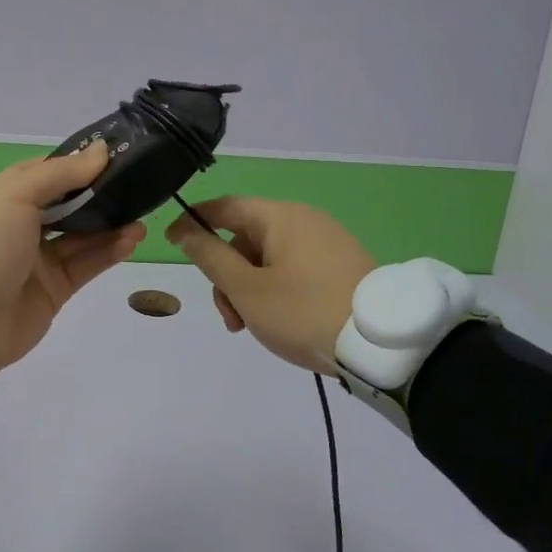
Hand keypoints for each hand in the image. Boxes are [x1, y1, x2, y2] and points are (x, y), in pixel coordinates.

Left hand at [0, 141, 145, 375]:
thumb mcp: (18, 193)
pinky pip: (89, 264)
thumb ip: (63, 172)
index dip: (85, 164)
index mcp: (13, 195)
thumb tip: (102, 151)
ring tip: (142, 216)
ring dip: (114, 224)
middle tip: (139, 186)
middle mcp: (28, 223)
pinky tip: (133, 239)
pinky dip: (111, 251)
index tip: (120, 155)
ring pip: (86, 235)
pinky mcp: (58, 287)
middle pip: (74, 203)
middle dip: (104, 195)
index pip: (55, 173)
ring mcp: (43, 257)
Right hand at [166, 197, 376, 374]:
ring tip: (252, 327)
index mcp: (281, 216)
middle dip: (227, 275)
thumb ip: (210, 257)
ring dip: (249, 288)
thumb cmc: (304, 312)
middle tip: (229, 317)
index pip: (224, 206)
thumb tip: (186, 230)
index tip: (170, 243)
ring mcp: (326, 242)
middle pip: (246, 237)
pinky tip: (278, 321)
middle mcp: (304, 219)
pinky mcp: (341, 265)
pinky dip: (275, 290)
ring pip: (268, 258)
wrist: (381, 345)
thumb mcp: (247, 289)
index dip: (193, 222)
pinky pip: (293, 268)